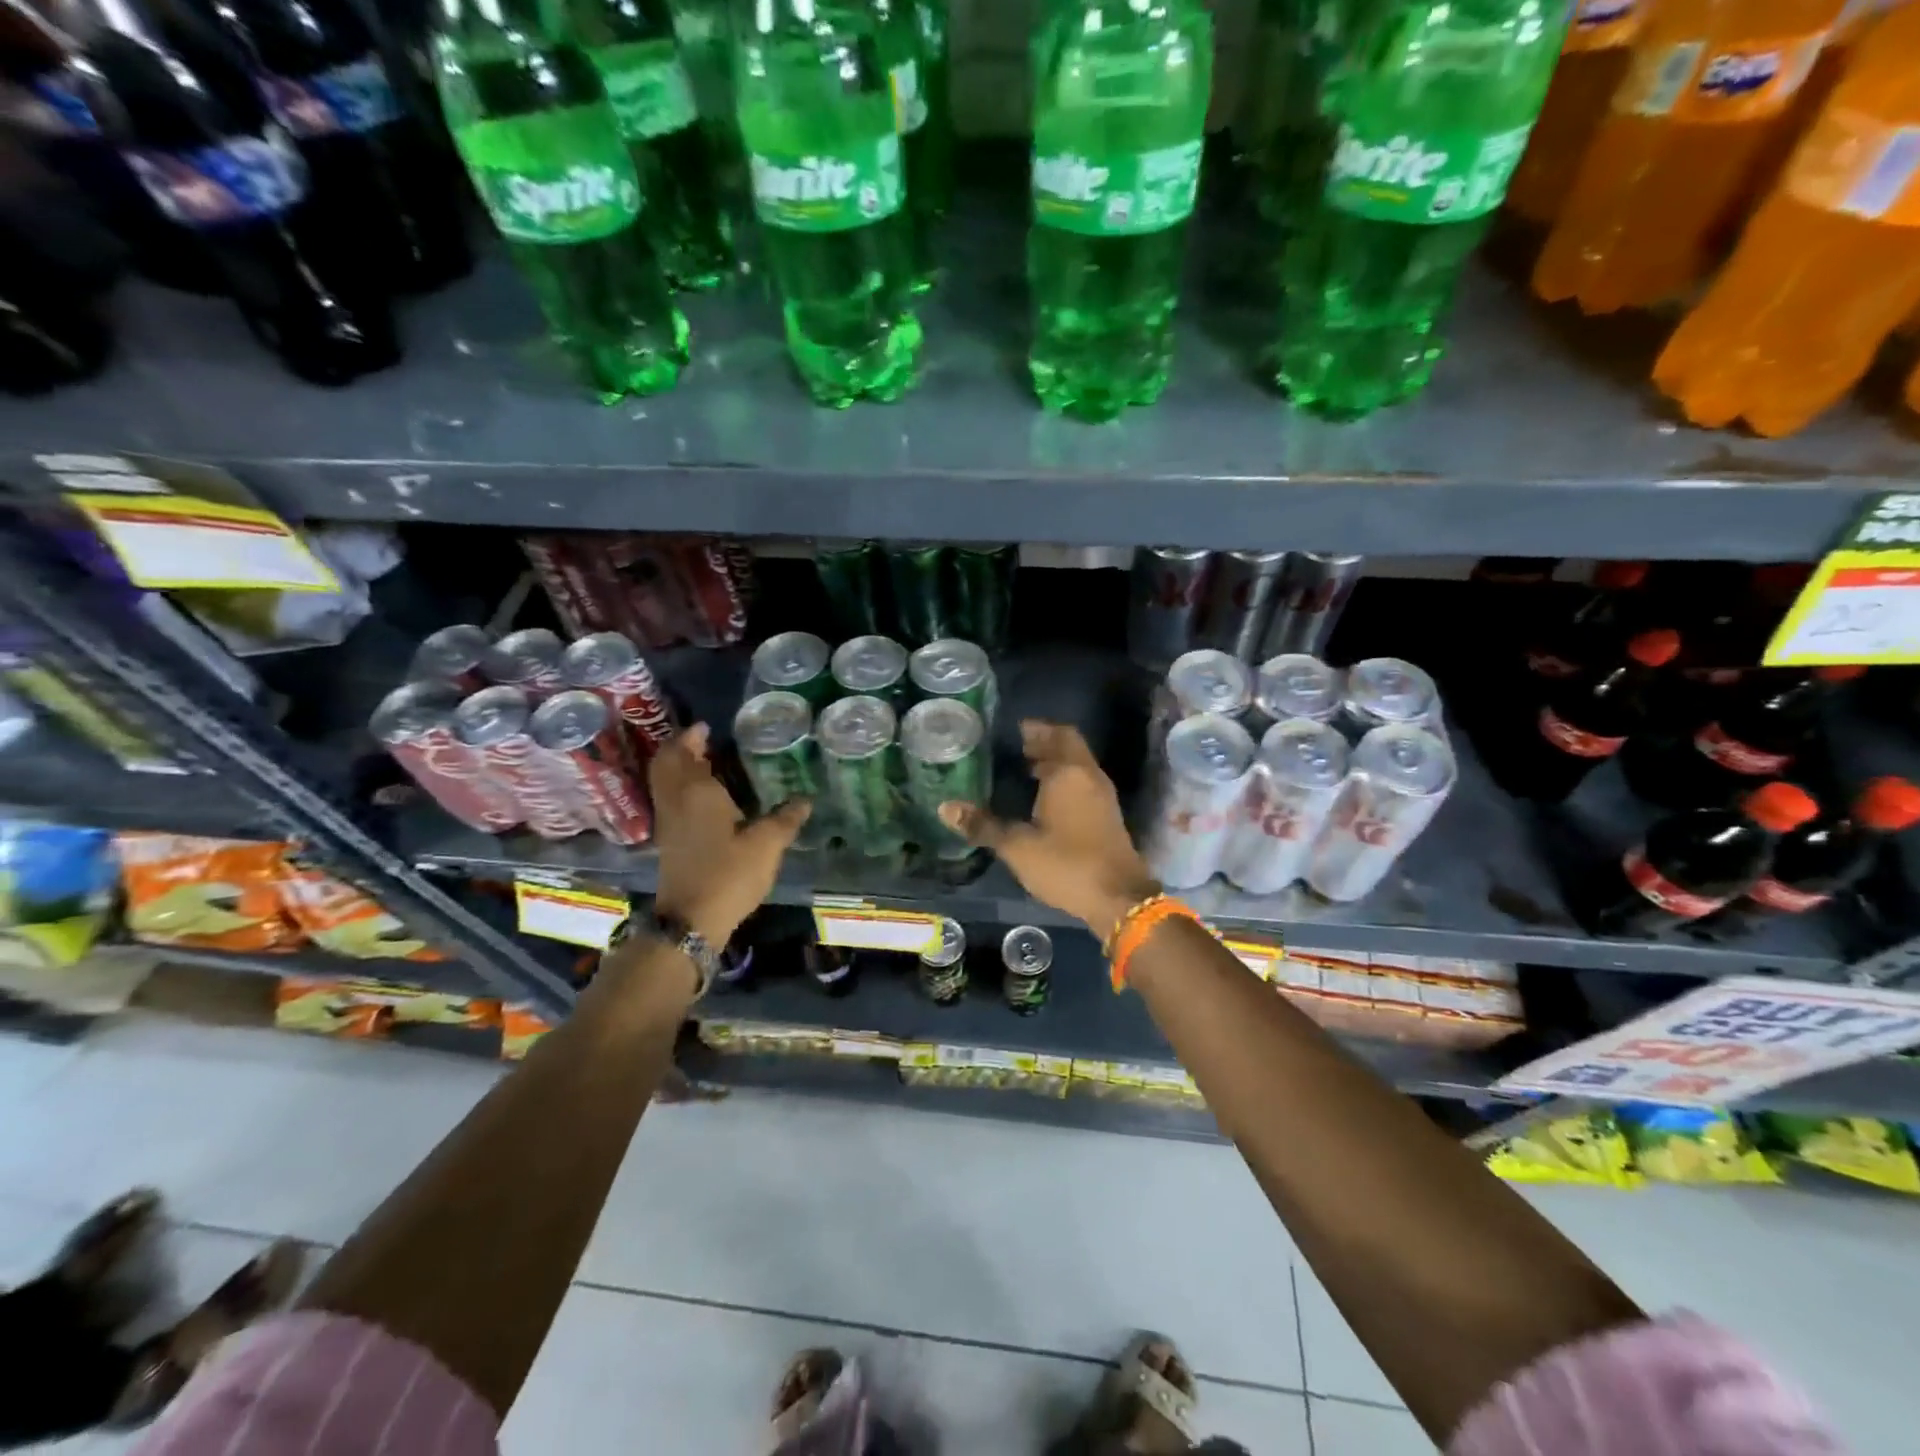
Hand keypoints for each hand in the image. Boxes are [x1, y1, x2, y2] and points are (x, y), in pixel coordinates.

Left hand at [647, 725, 810, 945]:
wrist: (691, 920)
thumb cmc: (728, 874)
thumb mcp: (766, 845)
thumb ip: (785, 819)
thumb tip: (804, 800)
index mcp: (696, 792)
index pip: (684, 753)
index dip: (691, 737)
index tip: (706, 727)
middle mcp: (675, 801)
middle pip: (665, 764)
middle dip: (680, 748)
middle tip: (702, 740)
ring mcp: (668, 822)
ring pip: (664, 783)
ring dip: (678, 768)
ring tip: (704, 763)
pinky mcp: (668, 842)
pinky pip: (669, 800)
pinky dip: (679, 788)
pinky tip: (704, 798)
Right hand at [939, 721, 1158, 941]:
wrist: (1119, 899)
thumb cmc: (1067, 864)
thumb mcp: (1018, 847)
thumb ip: (983, 825)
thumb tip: (945, 807)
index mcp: (1069, 773)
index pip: (1056, 734)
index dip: (1036, 729)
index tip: (1013, 730)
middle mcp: (1089, 777)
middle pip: (1068, 747)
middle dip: (1044, 744)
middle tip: (1015, 748)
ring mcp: (1102, 797)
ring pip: (1077, 767)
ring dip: (1055, 763)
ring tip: (1023, 770)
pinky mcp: (1106, 816)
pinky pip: (1082, 785)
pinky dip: (1063, 782)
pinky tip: (1042, 799)